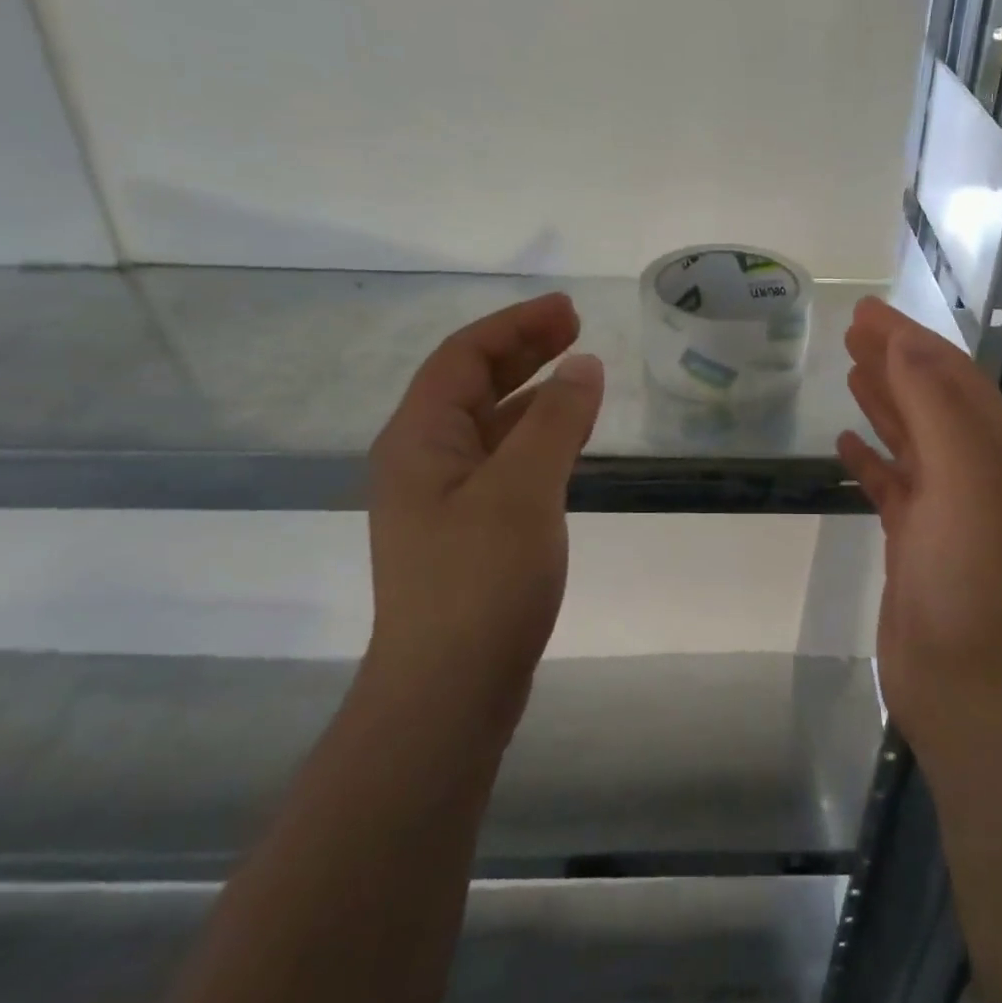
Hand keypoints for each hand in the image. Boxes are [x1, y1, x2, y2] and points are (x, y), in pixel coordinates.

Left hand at [365, 293, 603, 732]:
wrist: (448, 692)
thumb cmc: (480, 582)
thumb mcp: (523, 489)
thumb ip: (555, 421)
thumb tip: (583, 365)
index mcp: (419, 439)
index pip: (464, 357)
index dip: (516, 325)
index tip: (569, 310)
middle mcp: (422, 460)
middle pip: (472, 385)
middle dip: (524, 351)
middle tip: (577, 329)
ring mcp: (442, 499)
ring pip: (489, 425)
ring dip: (532, 394)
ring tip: (580, 375)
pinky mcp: (466, 532)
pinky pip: (503, 462)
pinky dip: (536, 438)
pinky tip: (566, 441)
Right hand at [837, 298, 1001, 766]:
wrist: (975, 689)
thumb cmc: (975, 579)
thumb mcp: (966, 480)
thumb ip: (936, 408)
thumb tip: (905, 347)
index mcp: (1000, 451)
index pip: (954, 375)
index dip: (911, 340)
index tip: (866, 311)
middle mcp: (980, 474)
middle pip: (933, 400)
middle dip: (896, 361)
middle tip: (853, 330)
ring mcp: (947, 511)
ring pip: (912, 439)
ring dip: (884, 402)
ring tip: (849, 370)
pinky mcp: (916, 544)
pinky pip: (891, 485)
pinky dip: (871, 459)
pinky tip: (845, 443)